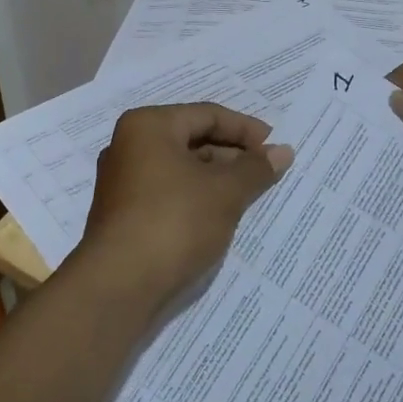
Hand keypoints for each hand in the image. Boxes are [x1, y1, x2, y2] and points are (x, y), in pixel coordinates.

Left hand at [75, 103, 293, 312]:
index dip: (246, 130)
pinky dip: (197, 198)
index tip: (275, 149)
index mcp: (148, 126)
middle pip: (192, 139)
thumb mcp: (225, 192)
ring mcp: (123, 182)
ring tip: (250, 196)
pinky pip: (169, 193)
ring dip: (217, 179)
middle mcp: (129, 146)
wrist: (119, 286)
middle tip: (266, 173)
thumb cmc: (174, 222)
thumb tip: (283, 152)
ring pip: (181, 169)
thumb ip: (256, 168)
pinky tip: (221, 217)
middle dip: (232, 155)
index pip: (207, 115)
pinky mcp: (124, 214)